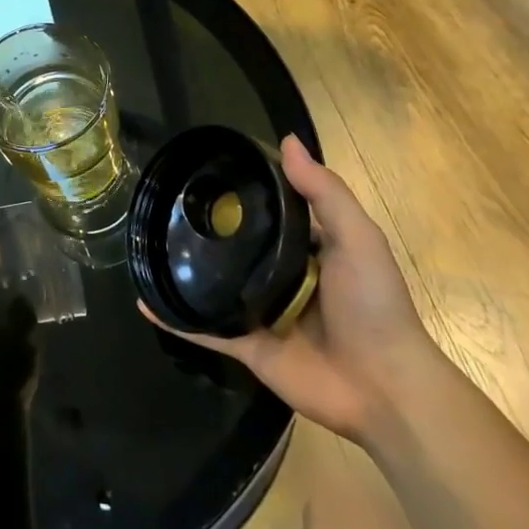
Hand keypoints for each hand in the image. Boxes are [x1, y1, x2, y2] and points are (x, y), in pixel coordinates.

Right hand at [146, 135, 438, 442]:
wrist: (384, 388)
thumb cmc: (374, 305)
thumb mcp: (358, 239)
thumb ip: (323, 192)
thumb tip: (287, 141)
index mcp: (306, 250)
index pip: (267, 213)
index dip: (240, 192)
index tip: (202, 171)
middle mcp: (279, 277)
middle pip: (236, 248)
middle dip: (204, 230)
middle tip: (163, 204)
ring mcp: (259, 313)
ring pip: (213, 286)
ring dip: (184, 271)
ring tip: (145, 244)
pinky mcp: (246, 345)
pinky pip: (204, 328)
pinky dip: (174, 317)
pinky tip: (144, 300)